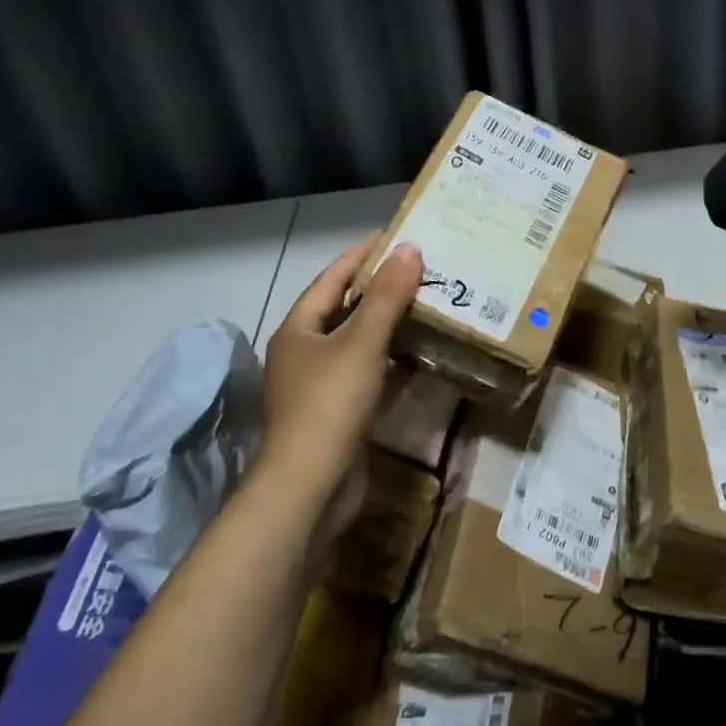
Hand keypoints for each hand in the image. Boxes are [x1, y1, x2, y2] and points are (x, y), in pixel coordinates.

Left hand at [260, 237, 423, 522]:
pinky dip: (391, 359)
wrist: (309, 489)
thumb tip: (410, 248)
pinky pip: (367, 372)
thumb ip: (387, 296)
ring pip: (358, 341)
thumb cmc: (329, 404)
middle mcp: (305, 351)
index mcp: (299, 328)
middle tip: (419, 268)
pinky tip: (419, 354)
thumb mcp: (362, 343)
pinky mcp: (338, 411)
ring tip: (426, 303)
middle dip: (380, 288)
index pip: (332, 277)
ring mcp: (320, 384)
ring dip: (388, 323)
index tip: (394, 235)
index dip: (362, 254)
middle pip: (345, 308)